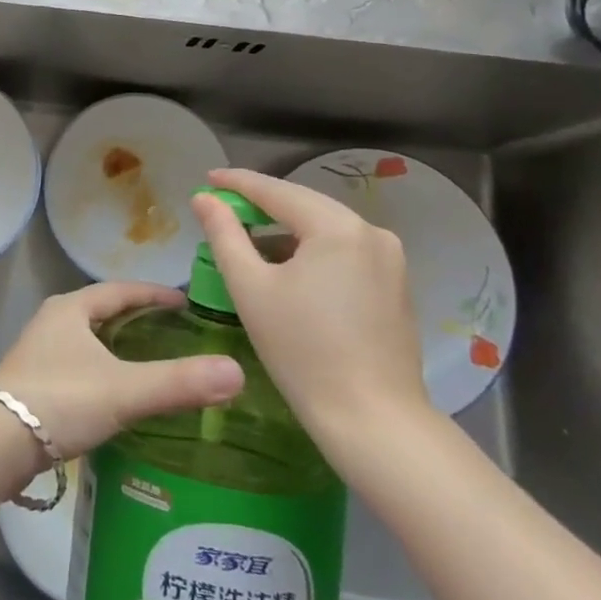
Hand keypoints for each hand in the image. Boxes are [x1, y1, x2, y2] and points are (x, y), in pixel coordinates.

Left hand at [0, 283, 244, 463]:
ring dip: (118, 348)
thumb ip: (178, 382)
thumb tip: (237, 372)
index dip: (154, 294)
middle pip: (102, 312)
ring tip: (154, 365)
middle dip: (137, 320)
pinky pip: (79, 369)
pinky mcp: (34, 386)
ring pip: (88, 342)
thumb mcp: (124, 389)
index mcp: (71, 308)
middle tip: (177, 334)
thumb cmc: (59, 400)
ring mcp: (39, 354)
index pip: (120, 290)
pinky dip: (104, 374)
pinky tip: (119, 399)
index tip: (187, 303)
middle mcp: (52, 322)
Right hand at [192, 168, 428, 458]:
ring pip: (325, 229)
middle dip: (262, 205)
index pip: (277, 191)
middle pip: (304, 205)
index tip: (208, 178)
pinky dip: (311, 251)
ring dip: (287, 230)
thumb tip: (204, 199)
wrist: (374, 421)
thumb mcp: (251, 288)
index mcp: (337, 227)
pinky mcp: (395, 284)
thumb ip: (224, 235)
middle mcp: (371, 232)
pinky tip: (288, 269)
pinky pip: (344, 251)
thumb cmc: (302, 351)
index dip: (238, 183)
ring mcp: (390, 259)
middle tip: (222, 207)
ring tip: (249, 241)